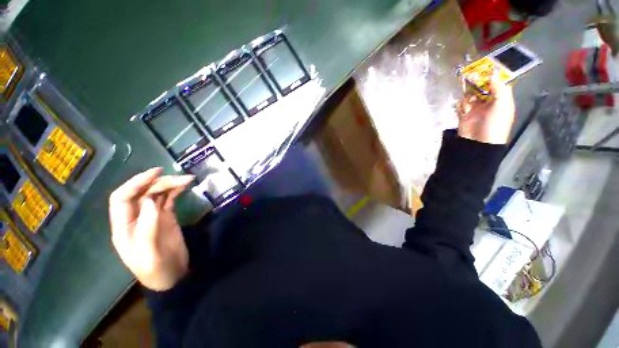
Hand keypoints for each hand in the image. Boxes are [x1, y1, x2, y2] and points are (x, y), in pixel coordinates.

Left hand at [109, 167, 194, 290]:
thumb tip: (151, 200)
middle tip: (181, 178)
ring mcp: (151, 216)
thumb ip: (147, 227)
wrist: (172, 276)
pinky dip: (175, 191)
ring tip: (187, 180)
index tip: (156, 173)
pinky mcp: (165, 217)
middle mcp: (135, 217)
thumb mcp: (150, 253)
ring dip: (170, 185)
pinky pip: (168, 200)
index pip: (122, 198)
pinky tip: (184, 186)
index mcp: (123, 226)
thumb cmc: (156, 269)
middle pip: (142, 193)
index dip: (136, 183)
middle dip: (159, 182)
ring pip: (156, 194)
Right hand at [457, 71, 514, 143]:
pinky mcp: (464, 113)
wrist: (478, 142)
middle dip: (477, 81)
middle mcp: (488, 101)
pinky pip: (461, 104)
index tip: (486, 66)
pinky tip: (463, 106)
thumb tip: (493, 73)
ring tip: (464, 87)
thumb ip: (498, 88)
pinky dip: (461, 103)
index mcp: (501, 98)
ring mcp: (475, 107)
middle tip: (470, 75)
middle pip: (482, 87)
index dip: (493, 75)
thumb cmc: (495, 124)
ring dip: (467, 91)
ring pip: (470, 94)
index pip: (498, 83)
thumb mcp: (501, 105)